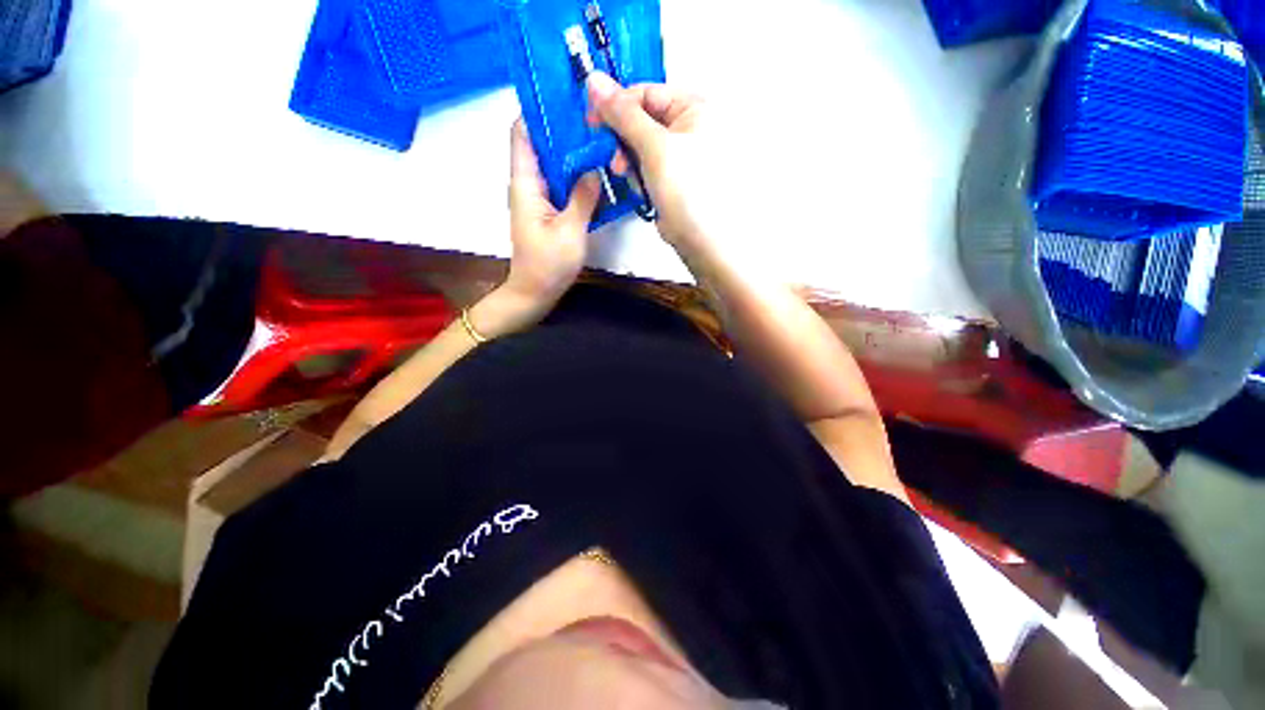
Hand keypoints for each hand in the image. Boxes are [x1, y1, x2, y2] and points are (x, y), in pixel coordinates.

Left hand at [505, 119, 600, 309]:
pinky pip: (562, 184)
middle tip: (597, 122)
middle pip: (542, 144)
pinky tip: (598, 175)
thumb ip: (583, 197)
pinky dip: (577, 176)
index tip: (568, 99)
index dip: (540, 111)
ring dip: (574, 154)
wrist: (535, 292)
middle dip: (565, 130)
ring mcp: (538, 198)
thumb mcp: (570, 230)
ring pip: (554, 164)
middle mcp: (528, 184)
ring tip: (602, 142)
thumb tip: (594, 167)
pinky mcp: (548, 211)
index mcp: (526, 183)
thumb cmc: (548, 263)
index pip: (523, 133)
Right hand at [586, 73, 713, 255]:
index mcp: (693, 107)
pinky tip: (643, 191)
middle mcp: (688, 125)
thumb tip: (593, 78)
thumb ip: (623, 114)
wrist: (700, 238)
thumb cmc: (685, 188)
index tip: (593, 123)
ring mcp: (679, 153)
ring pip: (639, 145)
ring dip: (629, 162)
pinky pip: (645, 166)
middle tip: (615, 161)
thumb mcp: (654, 146)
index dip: (617, 106)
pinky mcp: (670, 176)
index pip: (645, 93)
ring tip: (630, 178)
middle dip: (624, 141)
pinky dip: (639, 176)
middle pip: (641, 119)